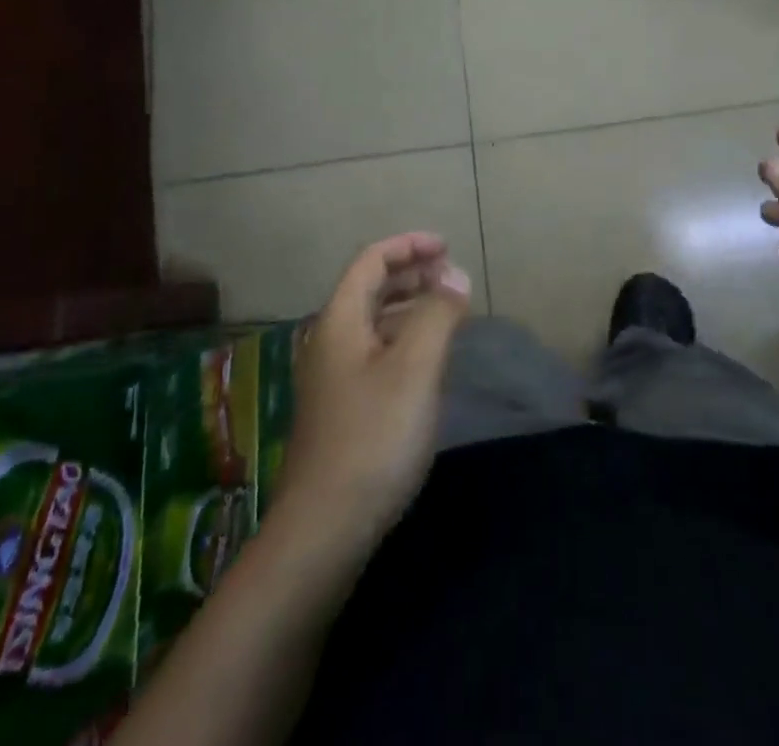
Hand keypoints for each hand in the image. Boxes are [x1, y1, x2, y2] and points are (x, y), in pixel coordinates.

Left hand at [278, 233, 471, 548]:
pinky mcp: (341, 409)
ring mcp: (332, 378)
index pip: (371, 260)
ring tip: (447, 312)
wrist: (323, 531)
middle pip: (369, 288)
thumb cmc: (373, 438)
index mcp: (340, 320)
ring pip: (373, 322)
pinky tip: (427, 362)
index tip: (447, 248)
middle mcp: (330, 341)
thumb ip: (437, 314)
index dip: (409, 246)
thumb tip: (455, 275)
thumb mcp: (415, 369)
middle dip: (411, 274)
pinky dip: (403, 340)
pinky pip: (375, 353)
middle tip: (452, 277)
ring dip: (409, 307)